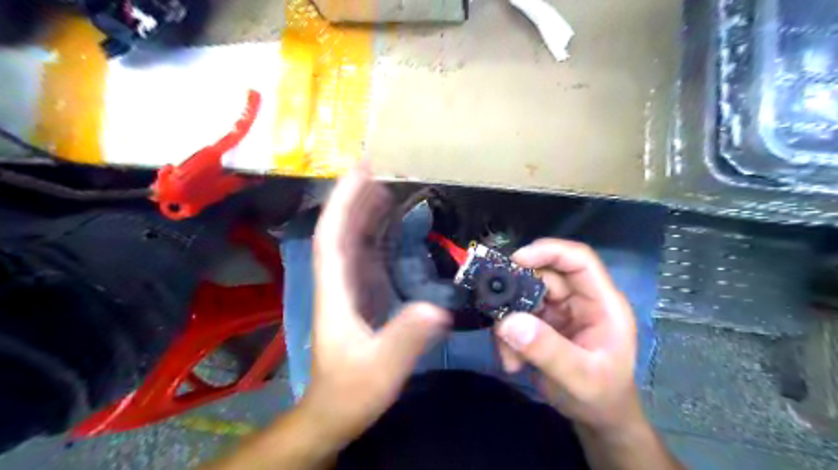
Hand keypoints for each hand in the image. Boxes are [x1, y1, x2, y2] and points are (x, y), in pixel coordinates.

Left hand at [300, 163, 452, 447]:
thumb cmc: (351, 390)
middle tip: (383, 167)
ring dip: (367, 210)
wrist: (336, 411)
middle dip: (357, 196)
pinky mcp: (362, 293)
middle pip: (343, 229)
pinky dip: (379, 233)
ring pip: (354, 239)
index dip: (344, 201)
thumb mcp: (381, 369)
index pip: (332, 236)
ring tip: (390, 183)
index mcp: (336, 290)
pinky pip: (368, 253)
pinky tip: (395, 222)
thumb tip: (438, 308)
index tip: (360, 171)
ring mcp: (350, 286)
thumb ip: (406, 339)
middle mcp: (339, 280)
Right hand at [493, 240, 638, 435]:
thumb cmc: (602, 397)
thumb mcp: (580, 378)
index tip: (516, 261)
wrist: (597, 419)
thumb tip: (507, 322)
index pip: (579, 260)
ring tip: (509, 355)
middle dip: (517, 296)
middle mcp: (579, 299)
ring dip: (509, 323)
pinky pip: (515, 316)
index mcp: (602, 302)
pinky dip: (507, 337)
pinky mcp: (540, 323)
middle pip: (543, 276)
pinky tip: (511, 362)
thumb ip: (548, 351)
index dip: (549, 251)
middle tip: (499, 317)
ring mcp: (558, 310)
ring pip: (523, 296)